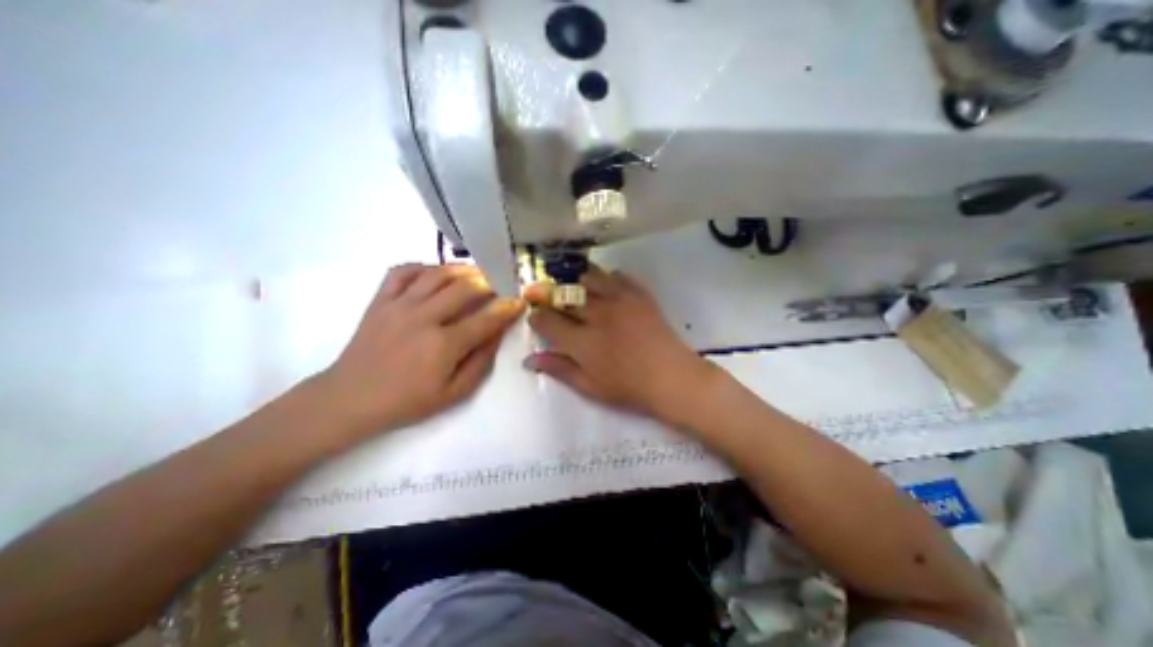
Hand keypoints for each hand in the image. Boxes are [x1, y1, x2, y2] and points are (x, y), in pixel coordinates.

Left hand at [315, 264, 523, 438]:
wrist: (350, 399)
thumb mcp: (454, 393)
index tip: (520, 301)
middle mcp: (423, 318)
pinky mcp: (380, 300)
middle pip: (465, 288)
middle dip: (489, 283)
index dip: (508, 308)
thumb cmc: (407, 401)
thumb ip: (481, 362)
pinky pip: (403, 271)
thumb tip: (497, 334)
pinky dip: (423, 266)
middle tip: (500, 285)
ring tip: (476, 273)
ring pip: (437, 274)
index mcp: (443, 345)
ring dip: (463, 270)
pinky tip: (436, 274)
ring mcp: (399, 305)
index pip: (486, 319)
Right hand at [526, 264, 717, 417]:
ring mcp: (620, 300)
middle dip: (548, 295)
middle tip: (548, 300)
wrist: (672, 377)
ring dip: (577, 284)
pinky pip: (616, 275)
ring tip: (578, 295)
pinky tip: (607, 292)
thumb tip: (529, 359)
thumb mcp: (589, 386)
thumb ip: (559, 369)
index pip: (546, 319)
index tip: (537, 319)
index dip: (536, 317)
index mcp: (582, 341)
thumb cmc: (629, 388)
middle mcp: (597, 315)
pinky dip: (606, 280)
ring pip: (587, 277)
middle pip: (563, 294)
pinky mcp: (638, 294)